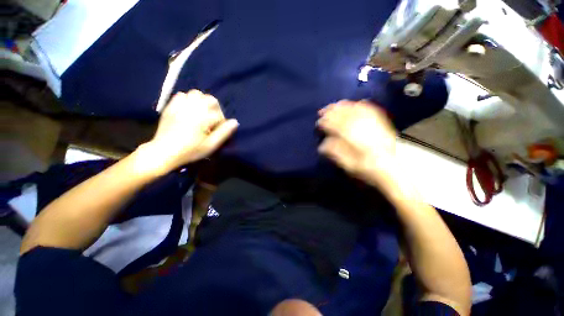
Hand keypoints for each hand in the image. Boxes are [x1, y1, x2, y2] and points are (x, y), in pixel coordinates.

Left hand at [139, 90, 238, 174]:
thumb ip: (224, 132)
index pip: (219, 115)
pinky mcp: (171, 107)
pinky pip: (181, 95)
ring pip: (196, 94)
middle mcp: (193, 108)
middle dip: (215, 109)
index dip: (222, 123)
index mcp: (203, 118)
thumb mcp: (211, 145)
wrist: (164, 152)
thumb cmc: (190, 150)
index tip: (217, 132)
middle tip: (212, 120)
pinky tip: (189, 110)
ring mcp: (180, 106)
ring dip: (203, 102)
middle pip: (210, 99)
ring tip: (202, 113)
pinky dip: (188, 100)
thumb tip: (235, 122)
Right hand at [317, 100, 397, 187]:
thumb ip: (335, 153)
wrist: (392, 169)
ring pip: (356, 109)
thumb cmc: (368, 169)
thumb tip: (322, 145)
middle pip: (345, 114)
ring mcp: (373, 123)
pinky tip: (355, 104)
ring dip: (343, 106)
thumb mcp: (349, 165)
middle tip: (322, 111)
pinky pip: (369, 109)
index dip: (326, 122)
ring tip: (334, 106)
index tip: (319, 122)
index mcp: (354, 138)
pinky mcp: (381, 123)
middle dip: (331, 111)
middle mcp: (363, 127)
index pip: (336, 125)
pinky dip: (360, 105)